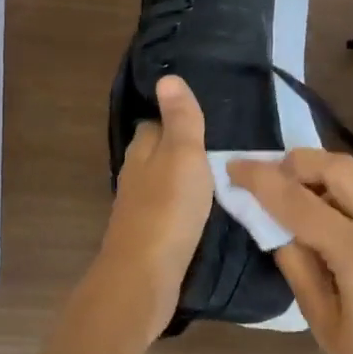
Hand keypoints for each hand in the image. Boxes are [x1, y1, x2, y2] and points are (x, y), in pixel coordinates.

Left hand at [87, 77, 211, 327]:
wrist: (144, 276)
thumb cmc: (167, 209)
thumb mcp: (183, 155)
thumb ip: (180, 119)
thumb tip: (167, 77)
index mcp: (141, 153)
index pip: (153, 124)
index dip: (173, 118)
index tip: (201, 117)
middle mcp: (134, 177)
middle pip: (156, 154)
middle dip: (179, 150)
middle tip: (218, 148)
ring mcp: (138, 210)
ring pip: (161, 184)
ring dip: (181, 180)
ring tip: (216, 178)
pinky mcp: (148, 238)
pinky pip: (167, 212)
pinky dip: (182, 207)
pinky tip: (201, 213)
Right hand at [228, 149, 352, 353]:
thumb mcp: (318, 317)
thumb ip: (295, 260)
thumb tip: (273, 221)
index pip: (300, 202)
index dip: (262, 180)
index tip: (235, 166)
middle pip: (339, 169)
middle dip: (298, 163)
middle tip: (270, 175)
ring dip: (329, 168)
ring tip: (302, 186)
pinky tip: (335, 202)